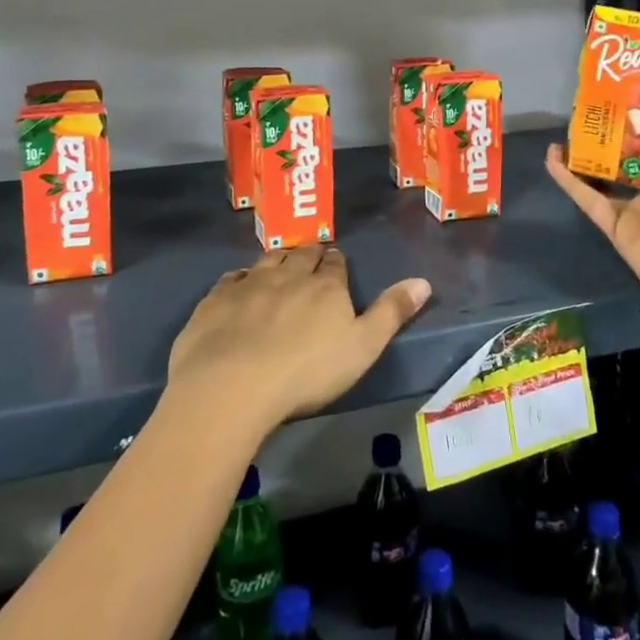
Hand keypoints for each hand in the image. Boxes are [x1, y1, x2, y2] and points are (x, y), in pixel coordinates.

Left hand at [167, 246, 431, 435]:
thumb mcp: (363, 347)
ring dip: (277, 259)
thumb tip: (424, 281)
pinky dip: (239, 278)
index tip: (335, 261)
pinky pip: (231, 278)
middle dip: (308, 253)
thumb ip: (392, 313)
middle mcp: (288, 275)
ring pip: (267, 261)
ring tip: (280, 261)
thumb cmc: (307, 372)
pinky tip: (239, 284)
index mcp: (326, 287)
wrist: (233, 385)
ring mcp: (249, 285)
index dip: (336, 262)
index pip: (335, 264)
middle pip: (301, 255)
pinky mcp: (216, 300)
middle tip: (310, 255)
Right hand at [546, 104, 639, 333]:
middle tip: (584, 107)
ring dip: (586, 154)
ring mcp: (635, 207)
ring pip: (604, 174)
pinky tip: (552, 158)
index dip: (639, 117)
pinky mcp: (615, 226)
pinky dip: (570, 180)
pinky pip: (589, 198)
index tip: (619, 92)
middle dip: (609, 133)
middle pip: (627, 154)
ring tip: (565, 129)